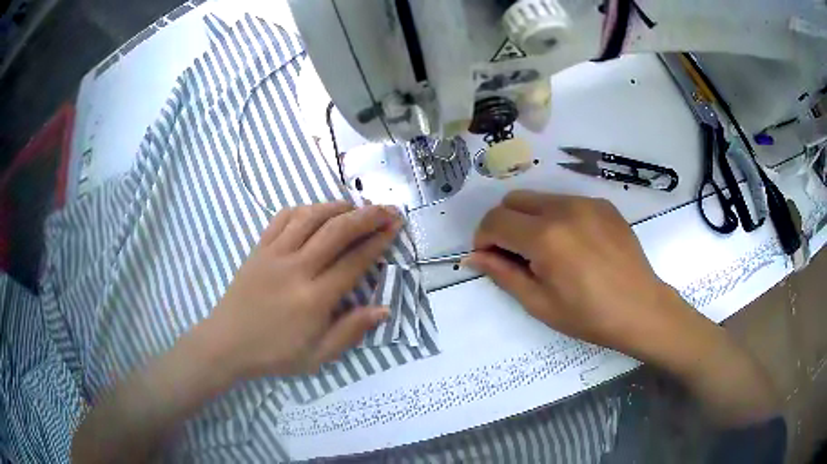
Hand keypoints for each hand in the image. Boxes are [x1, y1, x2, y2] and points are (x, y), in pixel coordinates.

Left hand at [205, 202, 402, 378]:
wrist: (227, 343)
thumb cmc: (274, 353)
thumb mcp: (318, 356)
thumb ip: (351, 332)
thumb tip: (384, 309)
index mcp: (314, 298)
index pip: (355, 261)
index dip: (379, 241)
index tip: (395, 227)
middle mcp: (297, 268)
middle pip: (337, 231)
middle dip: (367, 216)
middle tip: (387, 209)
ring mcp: (275, 254)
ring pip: (311, 217)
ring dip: (337, 207)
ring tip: (356, 207)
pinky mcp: (259, 248)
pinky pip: (283, 218)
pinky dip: (304, 209)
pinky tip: (316, 212)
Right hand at [465, 190, 698, 359]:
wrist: (641, 309)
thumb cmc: (589, 316)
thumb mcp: (539, 303)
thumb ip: (502, 273)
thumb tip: (473, 257)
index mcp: (545, 237)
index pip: (495, 221)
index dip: (483, 239)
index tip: (489, 258)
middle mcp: (563, 208)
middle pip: (513, 200)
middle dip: (504, 225)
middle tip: (516, 255)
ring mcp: (586, 202)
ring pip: (539, 198)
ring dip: (530, 220)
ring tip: (547, 251)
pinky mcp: (603, 204)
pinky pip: (566, 202)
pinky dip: (557, 218)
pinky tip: (574, 245)